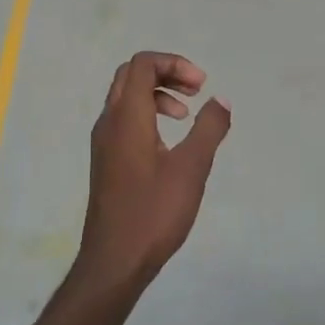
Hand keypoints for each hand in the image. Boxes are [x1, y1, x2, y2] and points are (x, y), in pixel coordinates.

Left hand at [77, 52, 231, 290]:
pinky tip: (169, 142)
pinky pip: (124, 119)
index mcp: (127, 117)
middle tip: (196, 91)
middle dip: (166, 73)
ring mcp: (104, 142)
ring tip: (186, 115)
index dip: (174, 63)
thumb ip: (209, 128)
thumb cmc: (154, 212)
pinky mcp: (107, 161)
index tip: (202, 86)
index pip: (142, 64)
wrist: (115, 261)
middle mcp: (109, 122)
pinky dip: (148, 114)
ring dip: (158, 94)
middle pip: (131, 75)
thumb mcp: (192, 168)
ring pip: (126, 97)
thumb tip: (221, 100)